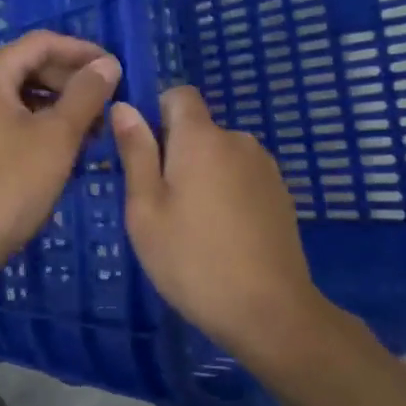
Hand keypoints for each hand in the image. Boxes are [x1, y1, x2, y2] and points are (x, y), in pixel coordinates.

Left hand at [0, 31, 121, 282]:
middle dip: (70, 81)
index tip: (115, 68)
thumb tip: (106, 64)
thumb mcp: (56, 138)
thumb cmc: (6, 186)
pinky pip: (5, 122)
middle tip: (107, 102)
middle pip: (26, 67)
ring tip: (91, 131)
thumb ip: (86, 95)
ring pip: (17, 98)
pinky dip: (36, 126)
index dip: (81, 51)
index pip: (40, 43)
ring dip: (56, 106)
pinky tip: (59, 151)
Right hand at [111, 87, 328, 357]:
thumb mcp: (146, 210)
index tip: (143, 154)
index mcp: (202, 138)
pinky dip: (227, 193)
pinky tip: (223, 236)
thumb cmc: (192, 260)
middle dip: (176, 152)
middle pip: (199, 128)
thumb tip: (124, 106)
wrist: (270, 311)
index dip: (157, 113)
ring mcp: (265, 167)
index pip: (179, 94)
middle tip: (160, 204)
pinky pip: (242, 177)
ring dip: (203, 174)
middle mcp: (238, 140)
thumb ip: (136, 152)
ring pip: (220, 155)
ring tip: (192, 226)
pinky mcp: (281, 194)